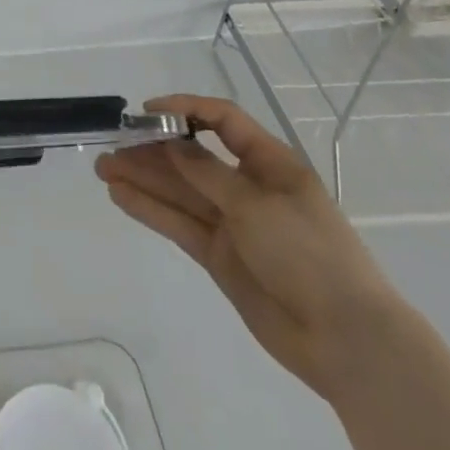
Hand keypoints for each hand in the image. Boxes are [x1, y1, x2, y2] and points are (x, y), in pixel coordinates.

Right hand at [96, 94, 398, 401]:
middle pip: (192, 157)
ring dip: (143, 177)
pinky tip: (120, 195)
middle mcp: (247, 187)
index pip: (221, 121)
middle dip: (153, 149)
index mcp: (268, 162)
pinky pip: (179, 224)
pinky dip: (150, 209)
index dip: (184, 109)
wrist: (346, 340)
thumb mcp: (256, 204)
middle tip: (112, 143)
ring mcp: (232, 223)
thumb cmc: (310, 253)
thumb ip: (207, 174)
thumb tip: (172, 143)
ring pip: (179, 191)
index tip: (147, 112)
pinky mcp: (219, 256)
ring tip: (103, 167)